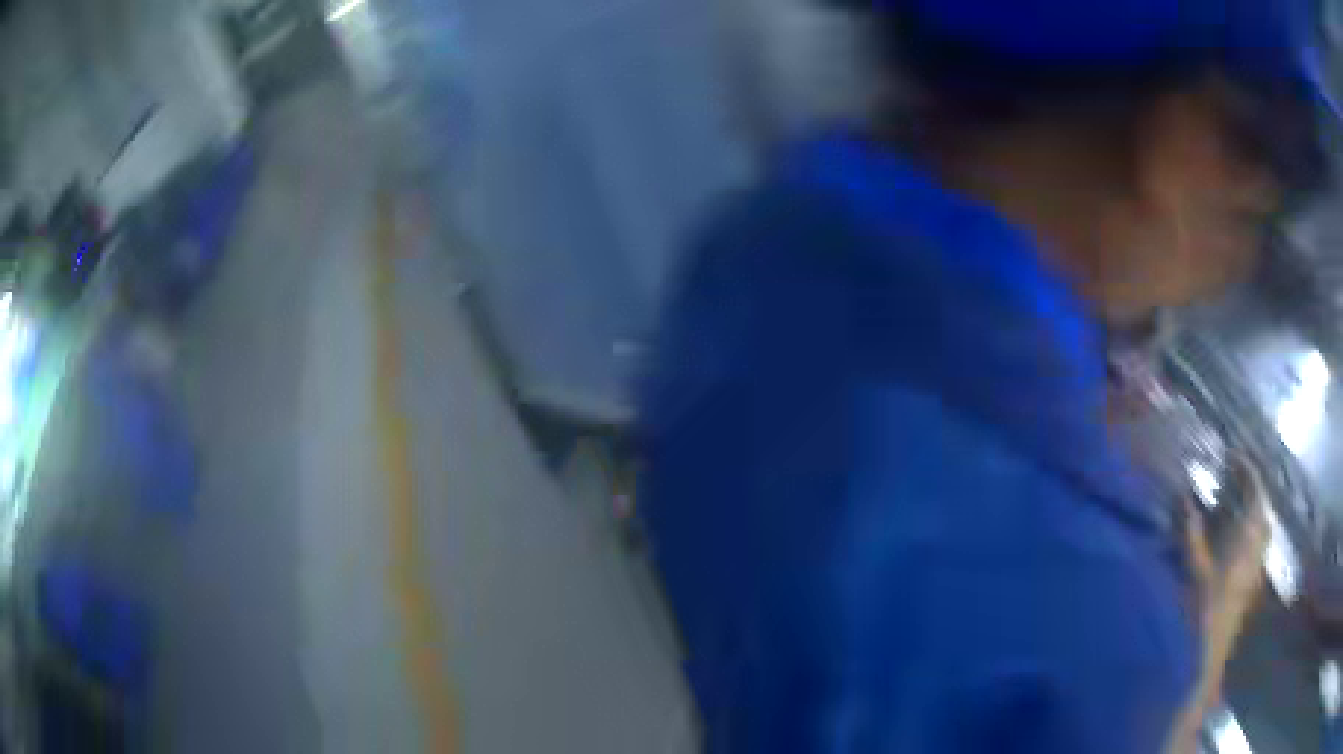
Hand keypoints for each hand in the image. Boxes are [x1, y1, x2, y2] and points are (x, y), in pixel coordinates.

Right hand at [1166, 456, 1270, 753]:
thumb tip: (1183, 494)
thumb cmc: (1200, 609)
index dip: (1246, 469)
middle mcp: (1256, 548)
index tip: (1233, 455)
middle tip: (1235, 481)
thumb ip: (1189, 530)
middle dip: (1251, 492)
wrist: (1205, 660)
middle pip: (1262, 510)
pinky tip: (1236, 545)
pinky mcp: (1250, 587)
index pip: (1254, 491)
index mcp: (1246, 537)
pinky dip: (1250, 538)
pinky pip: (1256, 550)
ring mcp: (1255, 569)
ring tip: (1236, 509)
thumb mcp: (1191, 567)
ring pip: (1261, 530)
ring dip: (1252, 514)